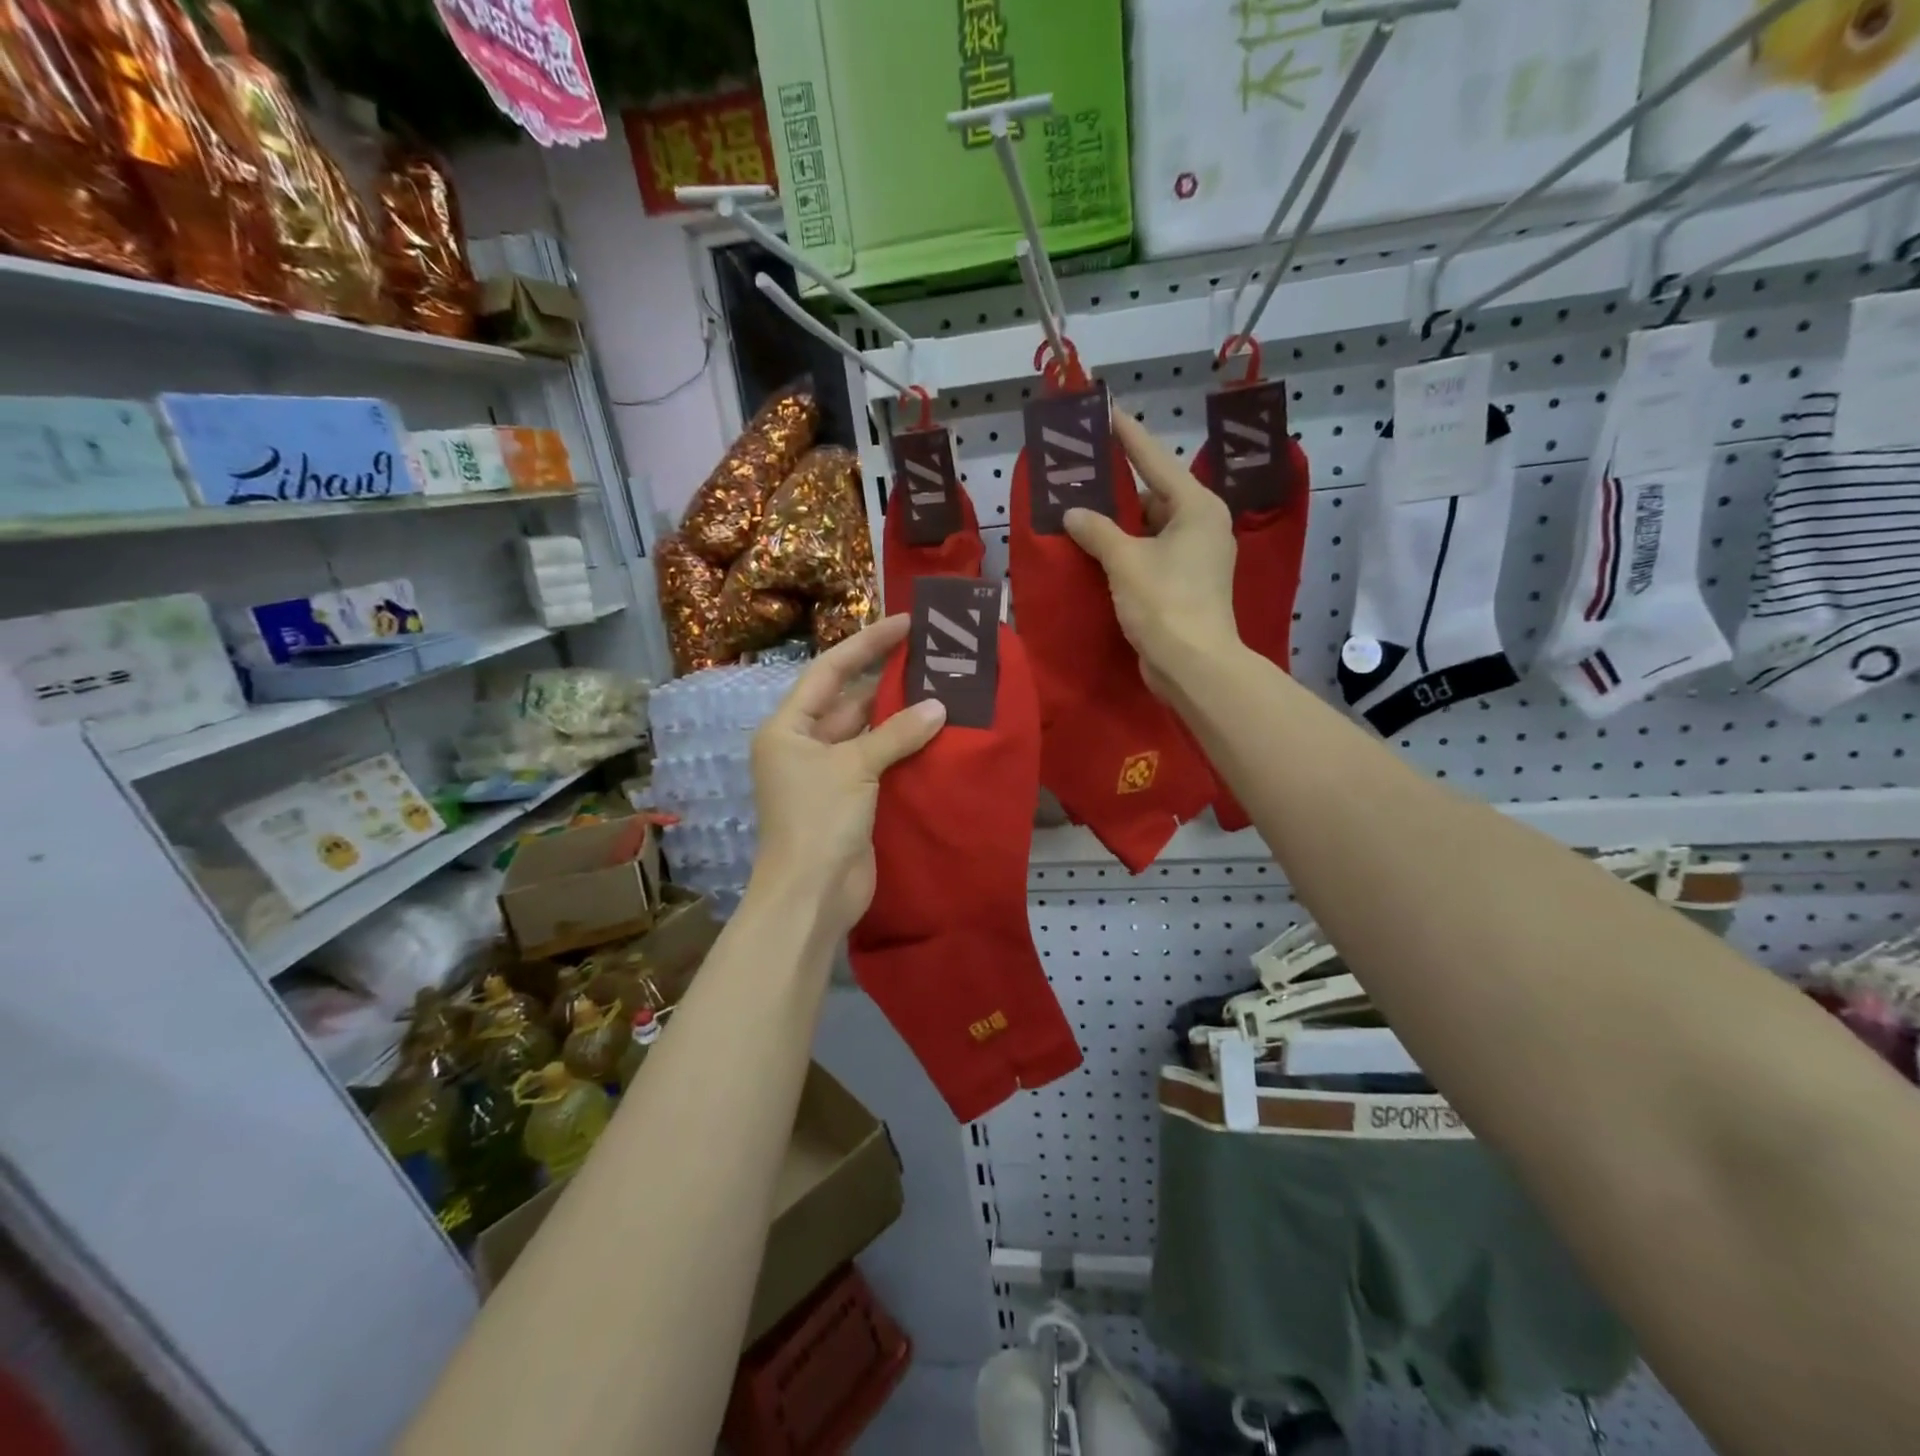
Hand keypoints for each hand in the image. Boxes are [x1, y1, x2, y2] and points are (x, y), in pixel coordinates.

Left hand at [750, 616, 945, 937]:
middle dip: (889, 680)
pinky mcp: (852, 800)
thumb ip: (897, 733)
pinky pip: (880, 763)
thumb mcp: (855, 767)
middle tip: (933, 656)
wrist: (812, 895)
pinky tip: (938, 734)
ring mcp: (829, 774)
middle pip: (850, 701)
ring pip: (869, 734)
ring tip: (944, 688)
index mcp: (788, 728)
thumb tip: (939, 706)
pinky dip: (905, 750)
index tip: (904, 623)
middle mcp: (805, 746)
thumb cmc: (818, 821)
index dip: (866, 645)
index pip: (829, 672)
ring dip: (901, 717)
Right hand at [1063, 411, 1240, 696]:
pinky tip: (1097, 547)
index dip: (1129, 436)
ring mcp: (1196, 557)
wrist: (1193, 665)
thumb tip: (1073, 513)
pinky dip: (1127, 548)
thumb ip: (1097, 530)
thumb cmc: (1164, 602)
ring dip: (1120, 522)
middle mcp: (1202, 525)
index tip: (1107, 411)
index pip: (1156, 461)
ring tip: (1083, 507)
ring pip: (1152, 527)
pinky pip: (1151, 552)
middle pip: (1155, 494)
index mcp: (1197, 507)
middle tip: (1085, 469)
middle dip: (1120, 486)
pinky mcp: (1185, 583)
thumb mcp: (1125, 560)